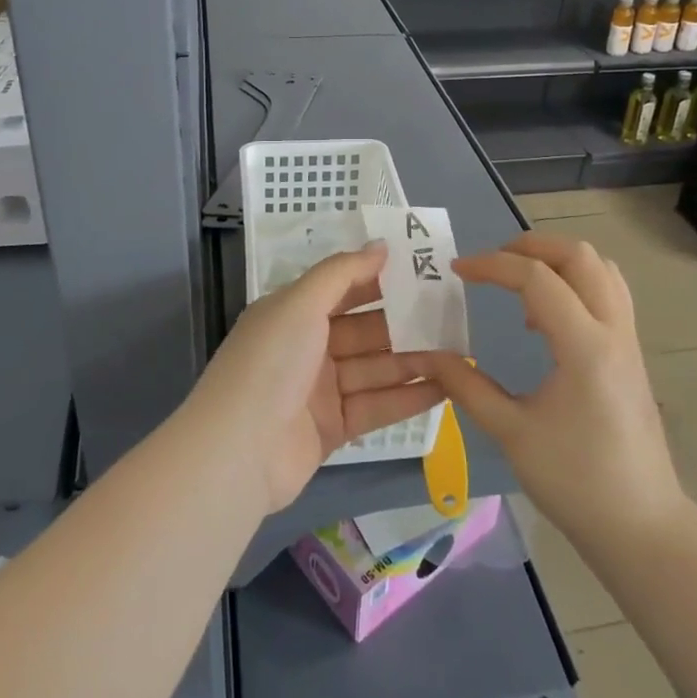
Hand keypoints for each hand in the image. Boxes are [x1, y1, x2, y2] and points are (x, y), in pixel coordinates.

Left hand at [192, 242, 445, 514]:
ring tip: (459, 351)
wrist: (237, 452)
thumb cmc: (270, 362)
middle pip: (365, 329)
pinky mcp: (334, 427)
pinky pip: (377, 405)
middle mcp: (307, 346)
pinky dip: (409, 396)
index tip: (423, 271)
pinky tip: (446, 387)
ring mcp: (321, 389)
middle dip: (405, 322)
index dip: (380, 279)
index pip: (343, 288)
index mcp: (293, 312)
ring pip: (375, 367)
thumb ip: (343, 272)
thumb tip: (381, 245)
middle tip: (451, 315)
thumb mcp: (301, 303)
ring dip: (414, 359)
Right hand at [406, 232, 686, 552]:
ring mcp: (629, 340)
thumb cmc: (576, 482)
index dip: (492, 265)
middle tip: (491, 263)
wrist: (643, 527)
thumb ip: (468, 386)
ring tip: (519, 284)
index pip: (537, 278)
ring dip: (557, 260)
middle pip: (579, 255)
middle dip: (530, 246)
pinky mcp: (631, 353)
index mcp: (584, 347)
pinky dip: (576, 282)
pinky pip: (608, 292)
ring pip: (601, 268)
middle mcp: (613, 330)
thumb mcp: (512, 433)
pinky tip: (546, 319)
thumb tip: (430, 356)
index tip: (457, 271)